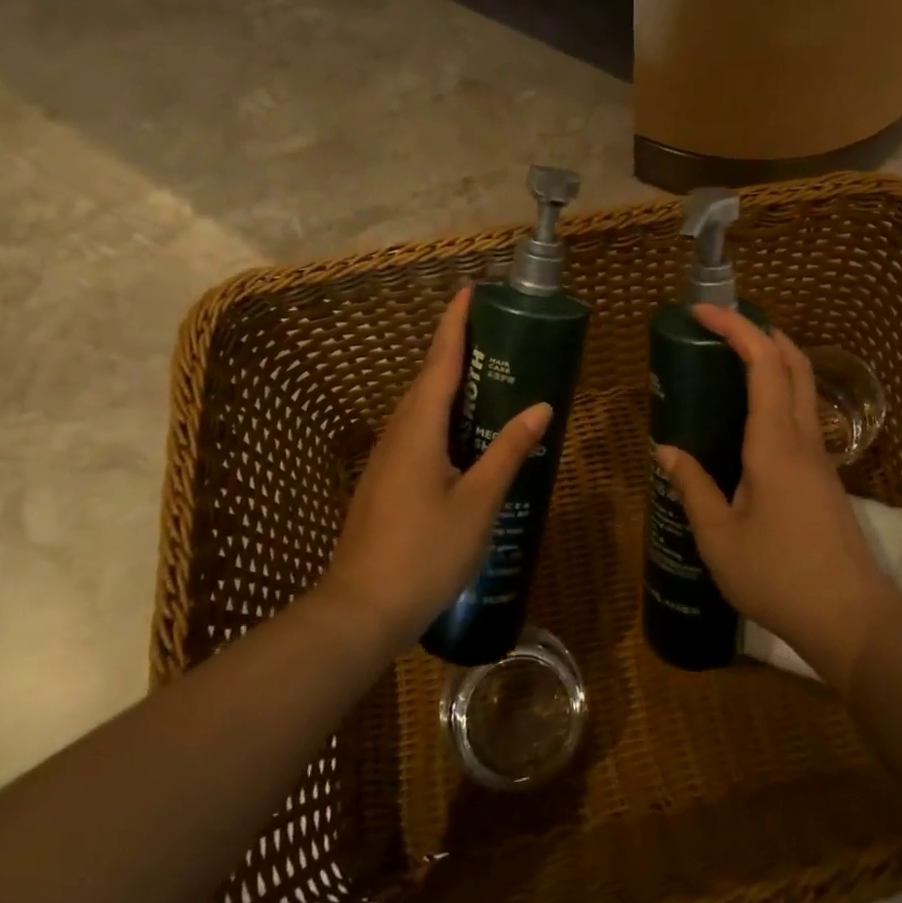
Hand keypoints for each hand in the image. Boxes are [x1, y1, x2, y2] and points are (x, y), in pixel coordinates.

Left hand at [319, 287, 551, 649]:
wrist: (360, 611)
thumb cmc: (424, 552)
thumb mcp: (477, 502)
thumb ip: (508, 451)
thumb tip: (541, 407)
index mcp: (419, 428)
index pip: (440, 361)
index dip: (455, 324)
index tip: (469, 291)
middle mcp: (398, 433)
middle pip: (428, 378)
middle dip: (455, 348)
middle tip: (493, 331)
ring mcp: (388, 459)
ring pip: (421, 407)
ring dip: (448, 382)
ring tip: (487, 374)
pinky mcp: (386, 481)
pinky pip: (418, 430)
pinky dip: (443, 414)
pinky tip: (465, 433)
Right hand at [656, 305, 901, 689]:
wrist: (853, 620)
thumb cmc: (780, 578)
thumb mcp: (720, 539)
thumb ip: (692, 487)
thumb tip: (666, 450)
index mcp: (775, 444)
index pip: (764, 363)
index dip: (736, 329)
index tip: (703, 312)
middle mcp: (804, 439)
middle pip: (795, 362)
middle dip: (761, 331)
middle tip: (721, 326)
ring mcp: (821, 456)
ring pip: (805, 385)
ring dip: (774, 358)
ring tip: (732, 360)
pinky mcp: (825, 476)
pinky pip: (804, 413)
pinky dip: (780, 390)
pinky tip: (751, 417)